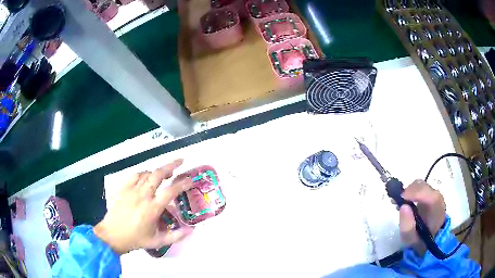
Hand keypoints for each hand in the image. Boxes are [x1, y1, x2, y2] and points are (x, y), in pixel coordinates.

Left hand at [94, 159, 192, 253]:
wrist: (112, 235)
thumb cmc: (136, 239)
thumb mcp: (157, 242)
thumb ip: (176, 236)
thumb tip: (191, 230)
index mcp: (152, 209)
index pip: (170, 192)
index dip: (182, 184)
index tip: (190, 180)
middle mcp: (143, 196)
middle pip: (158, 175)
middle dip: (171, 165)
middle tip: (180, 162)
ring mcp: (131, 190)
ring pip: (147, 173)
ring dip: (158, 171)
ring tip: (165, 172)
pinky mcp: (123, 188)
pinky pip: (135, 175)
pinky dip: (144, 173)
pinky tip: (146, 177)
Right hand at [399, 179, 445, 255]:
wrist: (429, 239)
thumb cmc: (419, 242)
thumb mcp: (411, 241)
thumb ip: (407, 227)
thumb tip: (403, 206)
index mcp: (437, 213)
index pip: (431, 197)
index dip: (416, 193)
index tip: (401, 198)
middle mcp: (438, 199)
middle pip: (424, 187)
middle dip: (409, 191)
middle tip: (395, 201)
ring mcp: (434, 194)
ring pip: (421, 185)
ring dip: (408, 190)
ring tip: (397, 202)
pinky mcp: (429, 194)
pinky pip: (419, 187)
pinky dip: (410, 191)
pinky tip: (403, 200)